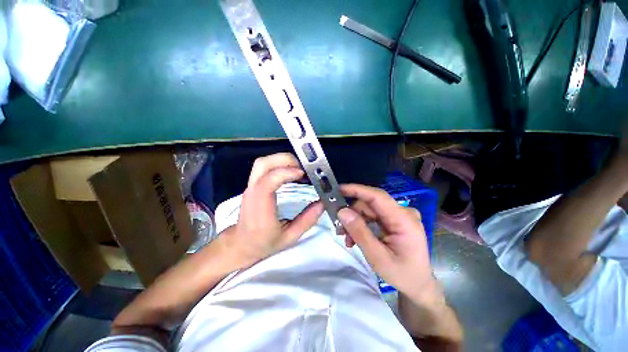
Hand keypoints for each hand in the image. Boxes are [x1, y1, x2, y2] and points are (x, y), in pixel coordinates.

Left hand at [219, 153, 323, 267]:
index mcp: (260, 208)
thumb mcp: (290, 237)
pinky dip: (279, 164)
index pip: (268, 182)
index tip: (303, 174)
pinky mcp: (253, 184)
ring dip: (282, 160)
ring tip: (299, 168)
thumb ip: (307, 220)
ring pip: (263, 162)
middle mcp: (252, 192)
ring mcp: (251, 186)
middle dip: (286, 160)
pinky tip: (291, 172)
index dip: (285, 173)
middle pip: (263, 164)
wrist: (241, 243)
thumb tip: (322, 203)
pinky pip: (264, 167)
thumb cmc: (264, 243)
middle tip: (304, 168)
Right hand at [338, 184, 437, 299]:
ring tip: (347, 238)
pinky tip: (355, 237)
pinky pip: (373, 216)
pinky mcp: (394, 220)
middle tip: (339, 228)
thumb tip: (342, 211)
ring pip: (369, 210)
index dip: (357, 190)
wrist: (418, 285)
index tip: (338, 189)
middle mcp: (403, 213)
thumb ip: (360, 232)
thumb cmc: (402, 274)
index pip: (378, 196)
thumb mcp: (378, 257)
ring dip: (355, 221)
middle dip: (352, 213)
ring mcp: (399, 216)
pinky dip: (361, 225)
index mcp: (404, 220)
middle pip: (371, 204)